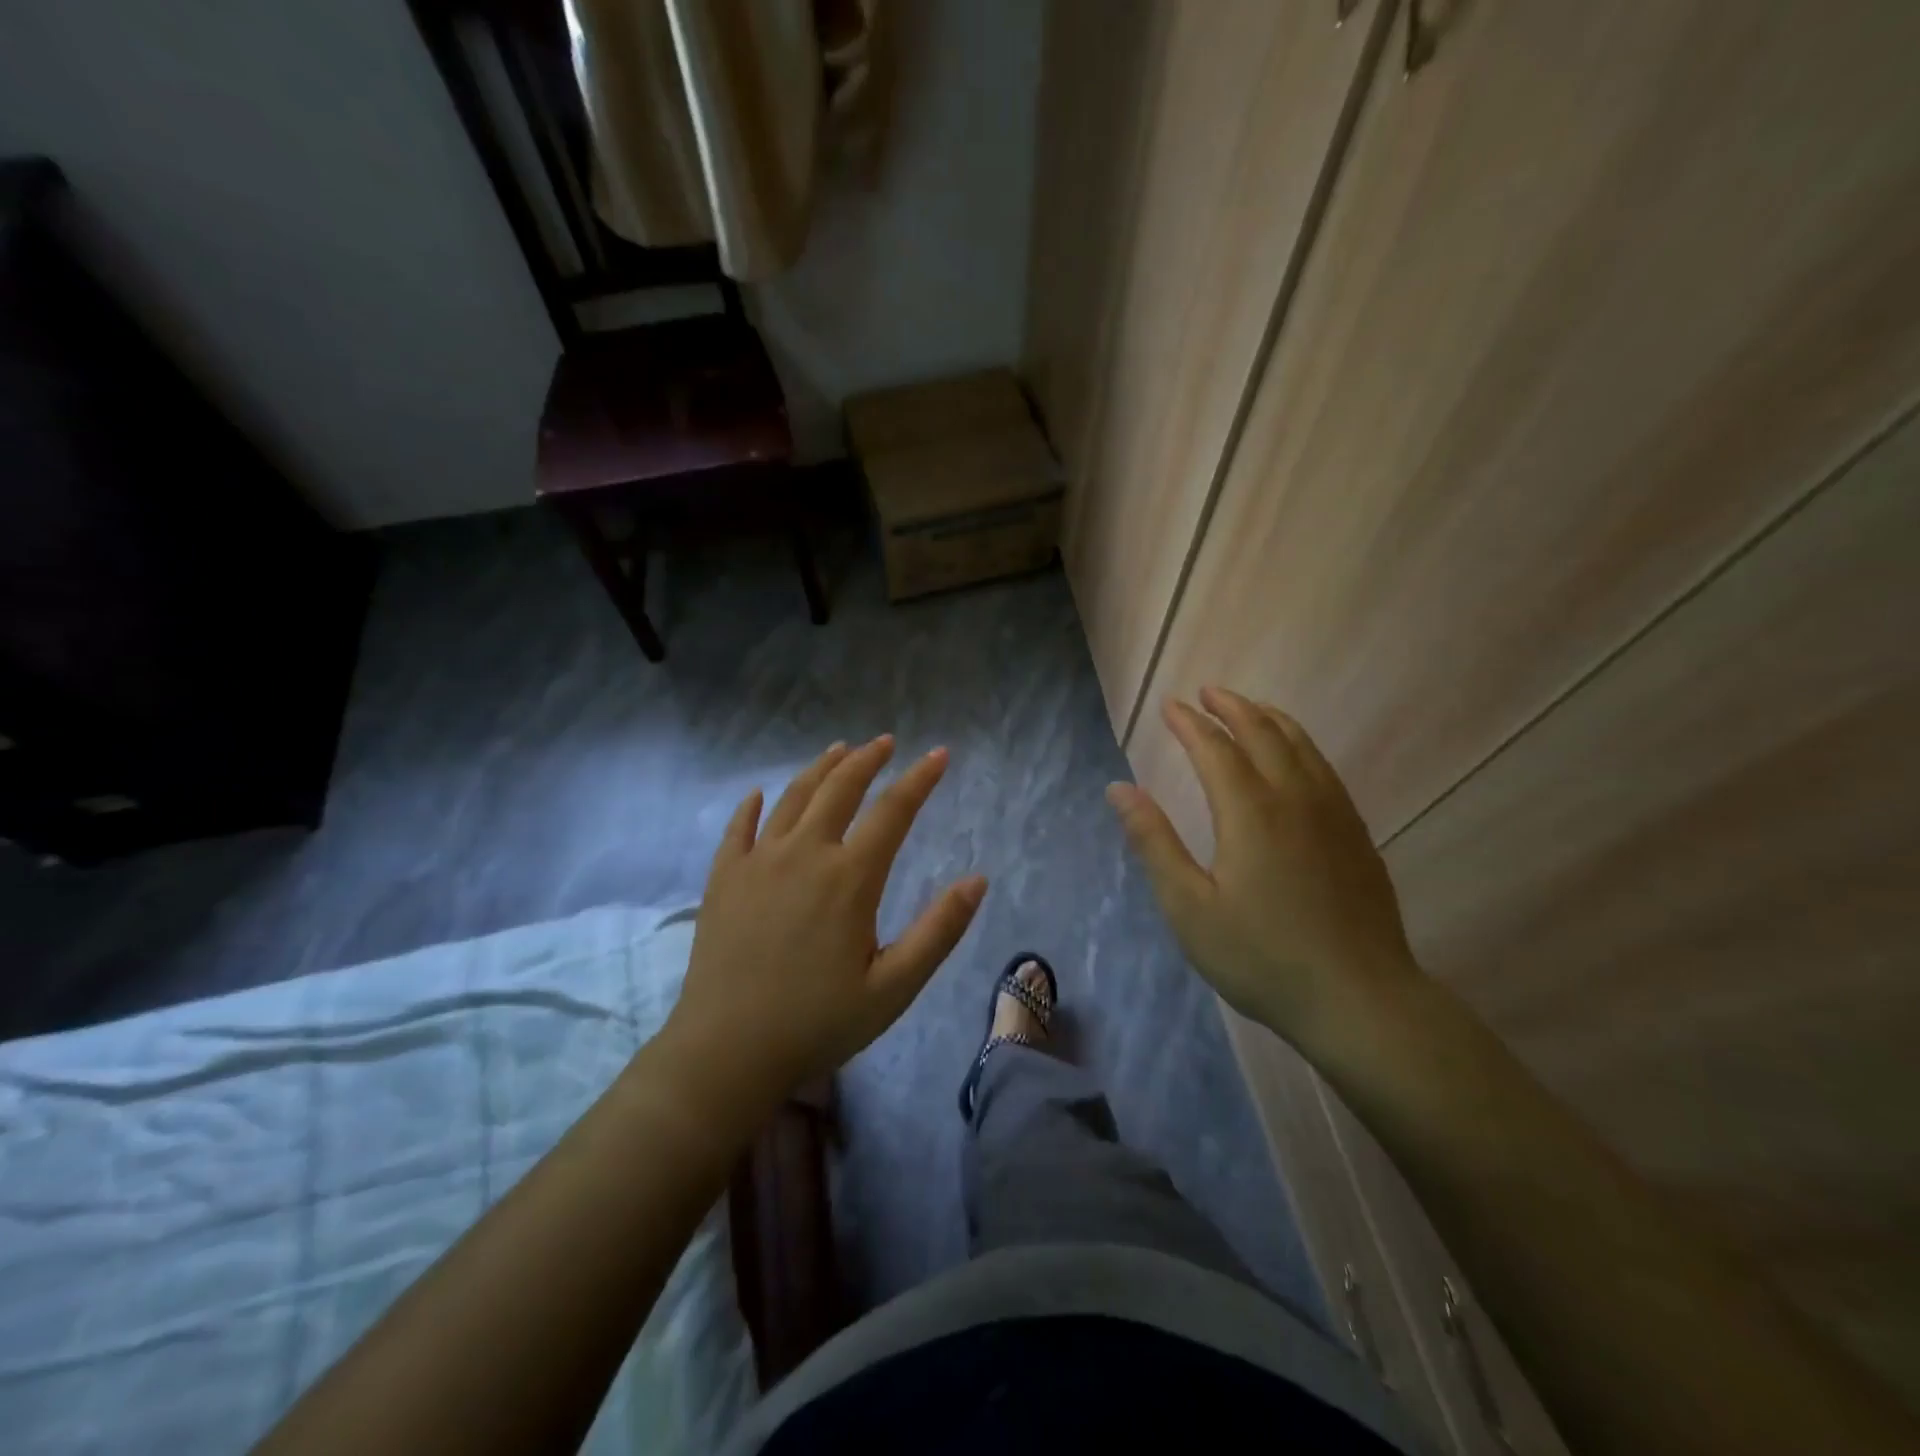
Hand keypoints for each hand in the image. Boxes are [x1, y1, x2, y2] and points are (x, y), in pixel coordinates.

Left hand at [667, 736, 987, 1101]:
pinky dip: (752, 805)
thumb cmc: (818, 1022)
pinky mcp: (724, 878)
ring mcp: (758, 861)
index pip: (893, 811)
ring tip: (839, 749)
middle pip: (840, 788)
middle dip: (867, 759)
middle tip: (886, 742)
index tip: (940, 754)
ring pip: (793, 797)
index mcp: (850, 877)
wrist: (726, 1052)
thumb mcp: (895, 988)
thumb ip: (939, 931)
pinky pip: (739, 827)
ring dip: (820, 768)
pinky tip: (759, 794)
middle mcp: (804, 853)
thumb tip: (978, 880)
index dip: (920, 778)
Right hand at [1107, 688, 1418, 1054]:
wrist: (1359, 1000)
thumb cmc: (1261, 957)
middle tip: (1206, 693)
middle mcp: (1295, 798)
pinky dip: (1299, 745)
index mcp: (1250, 812)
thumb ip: (1154, 842)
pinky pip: (1324, 768)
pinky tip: (1294, 758)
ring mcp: (1334, 813)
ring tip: (1247, 708)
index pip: (1214, 749)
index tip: (1169, 706)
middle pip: (1263, 733)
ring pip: (1301, 745)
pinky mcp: (1356, 834)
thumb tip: (1119, 788)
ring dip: (1268, 718)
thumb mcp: (1189, 907)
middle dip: (1231, 707)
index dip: (1189, 723)